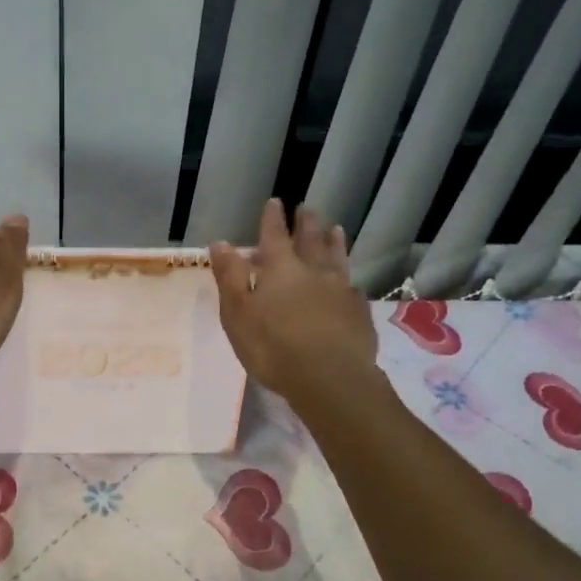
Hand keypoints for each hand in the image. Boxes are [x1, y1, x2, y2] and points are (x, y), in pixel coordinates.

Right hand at [210, 200, 378, 401]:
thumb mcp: (238, 313)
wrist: (330, 379)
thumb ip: (230, 276)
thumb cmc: (273, 347)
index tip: (275, 201)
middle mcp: (314, 271)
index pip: (274, 235)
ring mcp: (341, 290)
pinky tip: (352, 284)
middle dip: (307, 223)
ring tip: (336, 229)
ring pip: (338, 258)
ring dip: (334, 242)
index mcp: (280, 269)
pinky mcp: (359, 313)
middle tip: (307, 208)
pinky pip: (354, 289)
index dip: (273, 218)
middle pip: (311, 240)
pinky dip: (349, 281)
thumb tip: (221, 242)